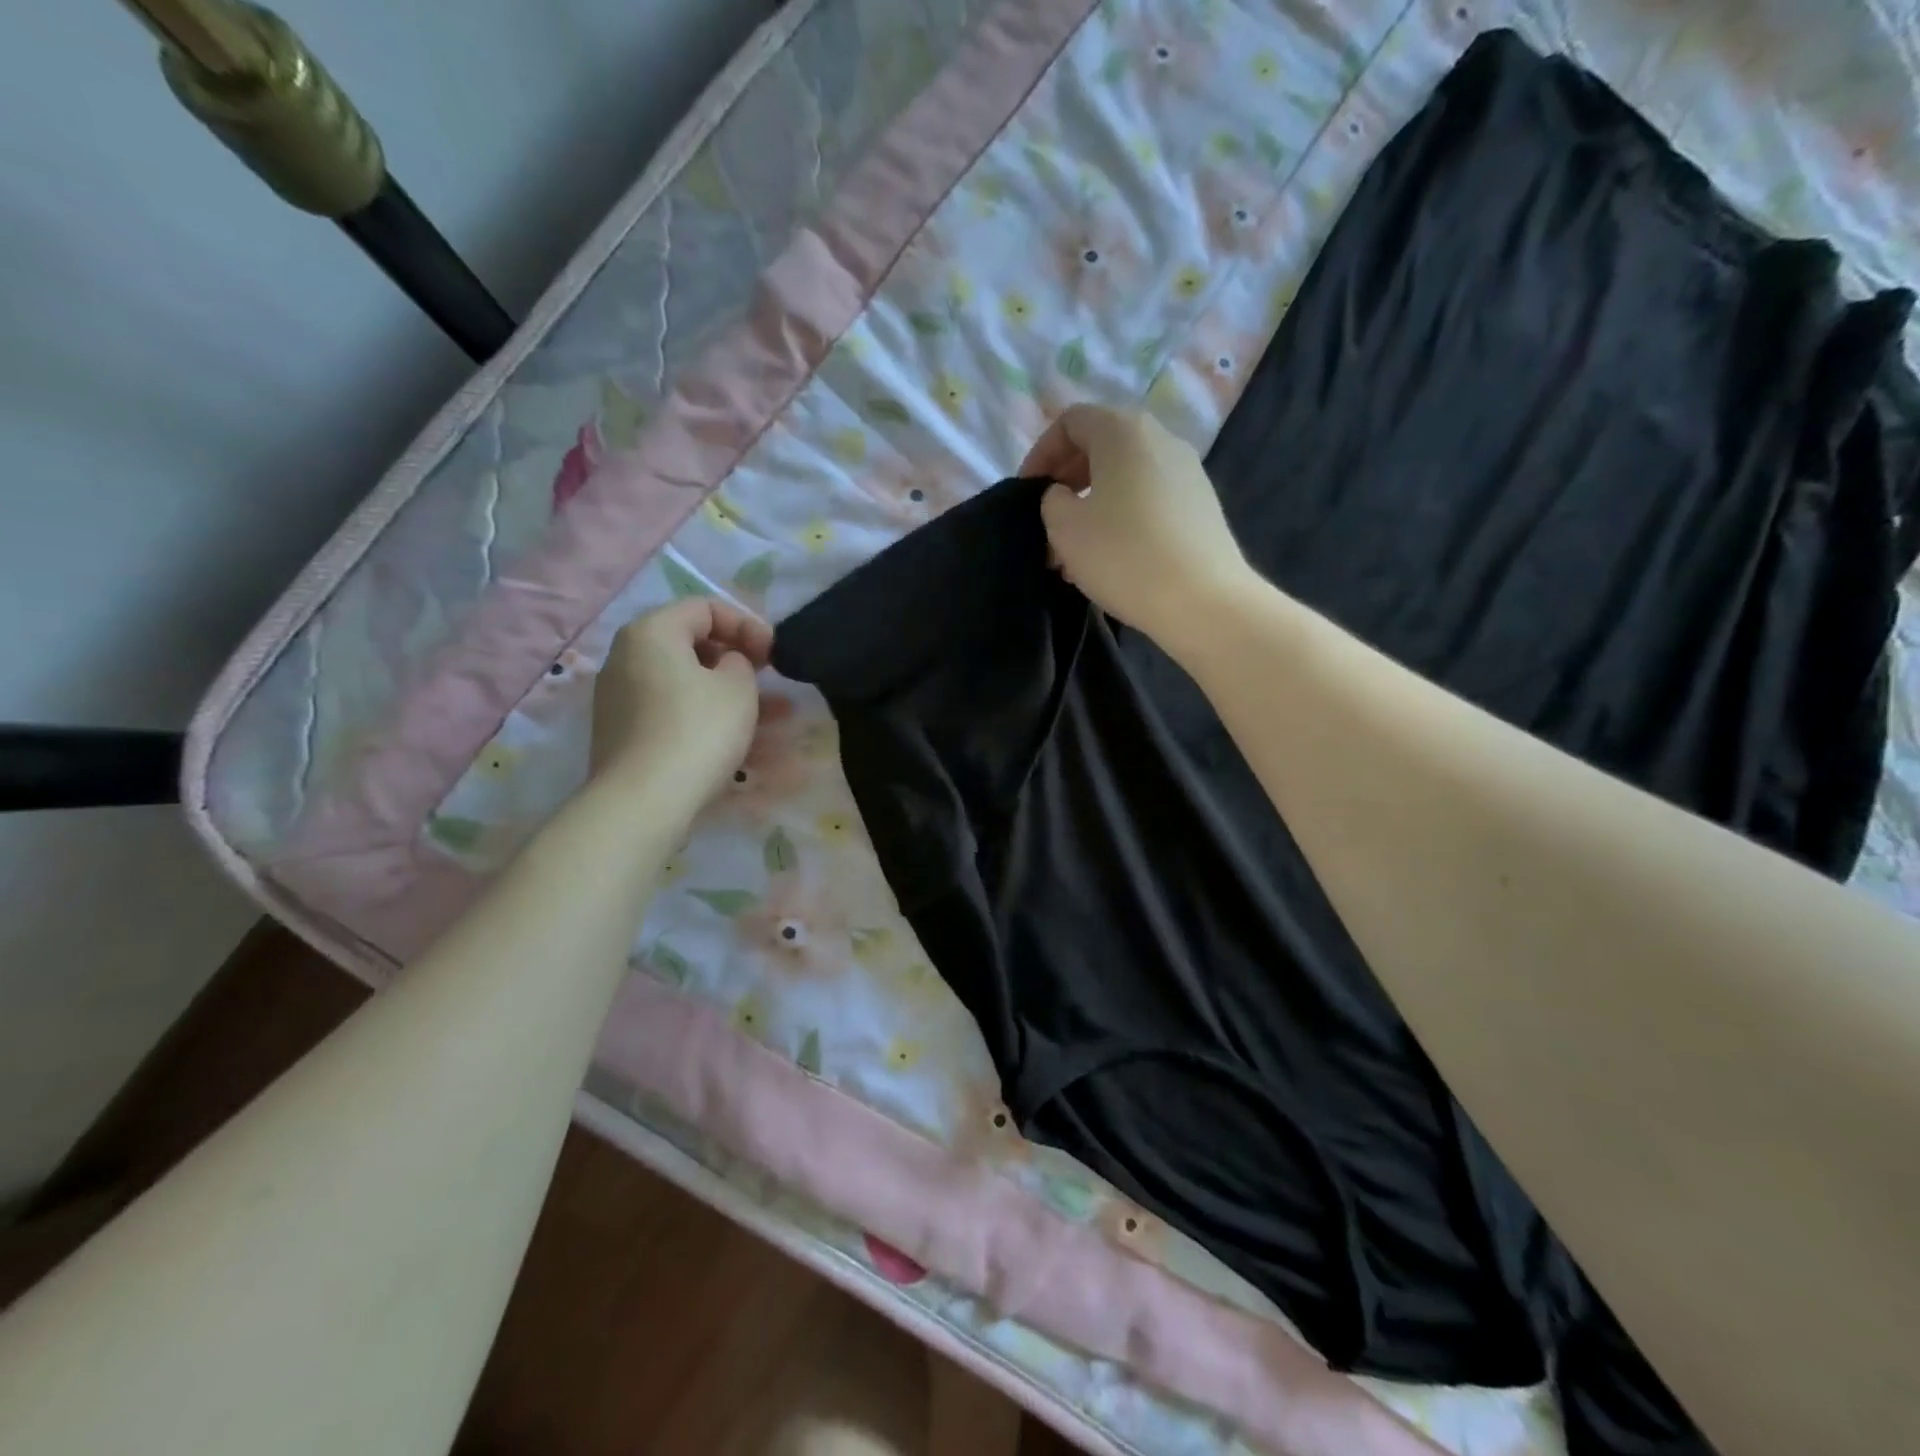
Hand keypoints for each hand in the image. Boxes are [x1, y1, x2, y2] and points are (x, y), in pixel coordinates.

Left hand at [590, 599, 772, 799]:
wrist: (643, 802)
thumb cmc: (697, 730)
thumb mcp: (738, 686)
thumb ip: (741, 661)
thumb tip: (727, 665)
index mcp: (651, 632)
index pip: (704, 608)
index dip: (747, 624)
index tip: (775, 654)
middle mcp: (627, 658)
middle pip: (691, 645)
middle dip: (739, 661)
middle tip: (770, 679)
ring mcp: (621, 698)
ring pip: (687, 684)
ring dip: (731, 694)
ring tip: (776, 716)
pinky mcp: (626, 734)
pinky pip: (675, 712)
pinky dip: (708, 717)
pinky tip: (743, 740)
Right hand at [1019, 405, 1253, 654]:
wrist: (1204, 601)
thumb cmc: (1124, 555)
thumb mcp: (1065, 527)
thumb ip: (1051, 500)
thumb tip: (1064, 496)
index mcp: (1124, 430)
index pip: (1071, 422)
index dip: (1040, 453)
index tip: (1026, 493)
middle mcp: (1161, 439)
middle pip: (1100, 447)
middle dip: (1066, 482)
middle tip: (1047, 523)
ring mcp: (1187, 473)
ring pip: (1124, 478)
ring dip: (1092, 506)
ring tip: (1073, 551)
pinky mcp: (1201, 507)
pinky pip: (1148, 500)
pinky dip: (1121, 519)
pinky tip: (1110, 560)